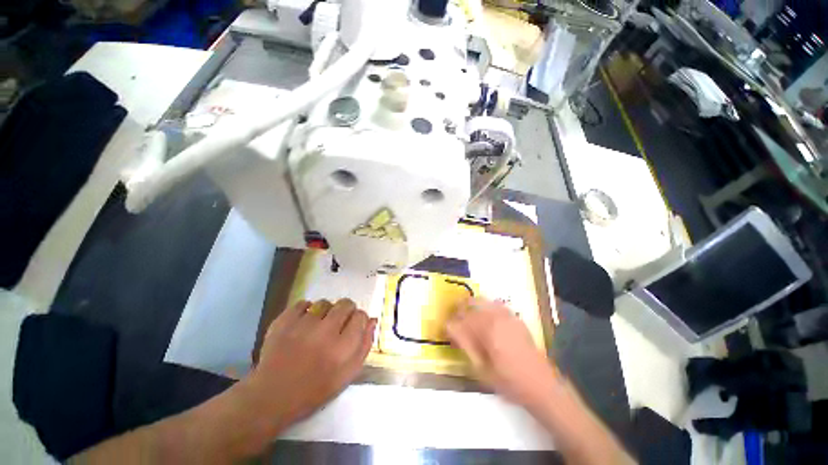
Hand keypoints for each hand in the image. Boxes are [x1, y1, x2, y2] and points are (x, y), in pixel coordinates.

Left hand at [244, 299, 376, 430]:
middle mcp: (325, 332)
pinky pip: (303, 303)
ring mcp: (302, 325)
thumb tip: (372, 320)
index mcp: (343, 348)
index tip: (353, 326)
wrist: (272, 396)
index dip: (359, 319)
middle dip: (346, 311)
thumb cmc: (315, 389)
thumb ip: (364, 346)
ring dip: (326, 311)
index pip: (361, 316)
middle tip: (338, 324)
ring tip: (319, 324)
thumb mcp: (347, 375)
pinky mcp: (283, 322)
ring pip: (325, 302)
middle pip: (345, 304)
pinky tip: (304, 322)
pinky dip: (306, 310)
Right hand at [446, 298, 559, 409]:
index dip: (450, 325)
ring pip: (481, 300)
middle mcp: (495, 317)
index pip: (460, 319)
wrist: (541, 385)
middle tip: (455, 323)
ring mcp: (506, 315)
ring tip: (467, 318)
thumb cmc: (509, 381)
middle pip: (470, 303)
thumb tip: (451, 328)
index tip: (447, 332)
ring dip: (470, 306)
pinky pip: (494, 304)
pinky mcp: (514, 317)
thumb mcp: (482, 369)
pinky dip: (485, 307)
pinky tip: (485, 318)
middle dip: (458, 310)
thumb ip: (465, 345)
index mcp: (486, 329)